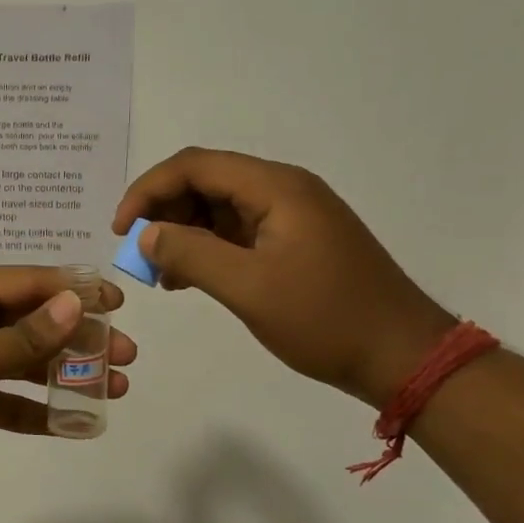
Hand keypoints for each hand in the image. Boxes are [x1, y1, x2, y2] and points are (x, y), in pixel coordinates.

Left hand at [0, 267, 136, 489]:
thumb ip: (23, 337)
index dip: (75, 291)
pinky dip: (32, 409)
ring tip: (113, 388)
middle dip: (77, 338)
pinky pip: (2, 398)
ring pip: (20, 361)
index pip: (27, 283)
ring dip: (62, 374)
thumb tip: (75, 304)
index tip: (119, 304)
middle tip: (125, 356)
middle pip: (29, 322)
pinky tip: (70, 422)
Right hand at [113, 149, 453, 404]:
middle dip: (163, 212)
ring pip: (218, 208)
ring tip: (160, 273)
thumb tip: (146, 234)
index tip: (120, 229)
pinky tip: (188, 280)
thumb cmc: (326, 319)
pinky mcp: (295, 242)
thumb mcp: (248, 288)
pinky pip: (237, 233)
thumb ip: (191, 254)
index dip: (148, 190)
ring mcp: (292, 216)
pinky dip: (206, 249)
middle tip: (138, 254)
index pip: (194, 165)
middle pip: (205, 182)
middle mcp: (283, 190)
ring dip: (182, 233)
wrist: (403, 356)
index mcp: (276, 188)